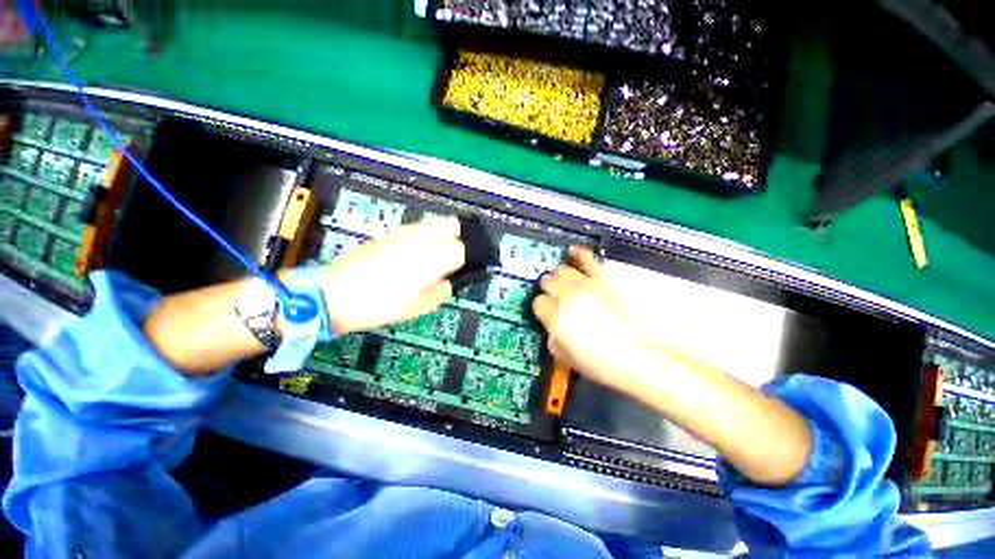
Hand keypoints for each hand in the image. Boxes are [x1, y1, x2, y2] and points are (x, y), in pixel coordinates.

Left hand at [320, 218, 464, 335]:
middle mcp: (422, 239)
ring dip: (443, 234)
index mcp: (432, 259)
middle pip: (452, 225)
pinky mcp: (391, 232)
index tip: (463, 269)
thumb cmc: (380, 306)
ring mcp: (405, 232)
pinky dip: (426, 235)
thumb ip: (441, 291)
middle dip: (459, 237)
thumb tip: (448, 281)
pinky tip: (417, 252)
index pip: (462, 248)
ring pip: (435, 223)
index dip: (467, 258)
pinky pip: (417, 228)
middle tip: (454, 257)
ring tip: (437, 254)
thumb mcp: (418, 308)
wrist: (335, 294)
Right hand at [532, 247, 646, 388]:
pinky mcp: (602, 279)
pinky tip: (572, 251)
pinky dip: (578, 253)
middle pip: (546, 281)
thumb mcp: (562, 355)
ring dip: (559, 277)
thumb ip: (551, 334)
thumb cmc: (596, 361)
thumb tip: (551, 323)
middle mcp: (566, 295)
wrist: (634, 355)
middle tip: (554, 299)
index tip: (547, 314)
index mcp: (555, 315)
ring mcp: (585, 284)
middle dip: (548, 290)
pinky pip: (587, 258)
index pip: (538, 302)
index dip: (541, 309)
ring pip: (561, 269)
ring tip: (564, 284)